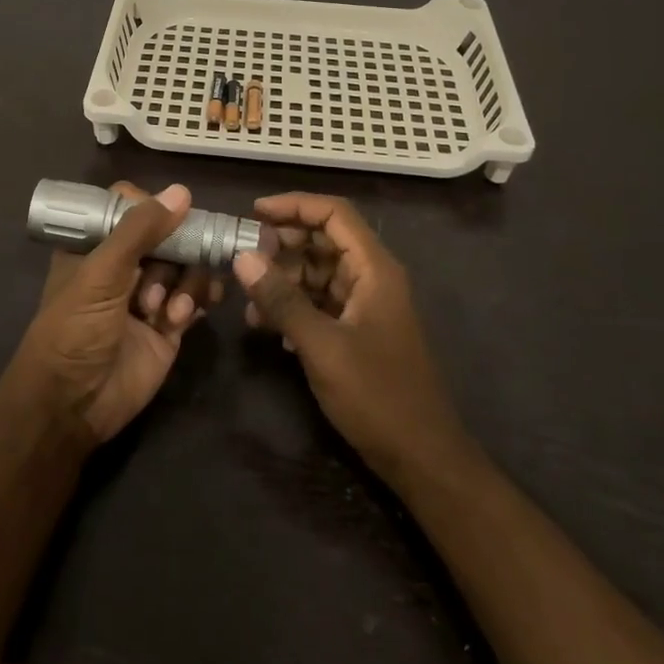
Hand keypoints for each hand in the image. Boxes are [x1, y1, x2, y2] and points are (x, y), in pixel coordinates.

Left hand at [9, 182, 219, 444]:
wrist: (73, 405)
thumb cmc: (74, 330)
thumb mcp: (101, 274)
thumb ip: (140, 231)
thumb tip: (182, 191)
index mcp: (95, 245)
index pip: (128, 207)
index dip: (151, 208)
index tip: (171, 215)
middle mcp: (123, 265)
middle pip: (167, 234)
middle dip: (175, 251)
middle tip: (172, 269)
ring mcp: (148, 294)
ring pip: (186, 265)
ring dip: (184, 283)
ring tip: (165, 312)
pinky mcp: (169, 325)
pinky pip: (195, 297)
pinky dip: (197, 300)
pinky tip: (185, 315)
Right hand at [233, 193, 467, 484]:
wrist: (421, 457)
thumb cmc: (377, 396)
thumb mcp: (322, 346)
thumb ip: (282, 300)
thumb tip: (242, 257)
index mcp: (374, 269)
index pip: (334, 214)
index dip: (294, 205)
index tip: (253, 212)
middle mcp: (372, 278)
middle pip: (324, 240)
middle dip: (283, 244)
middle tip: (244, 257)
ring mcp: (366, 305)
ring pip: (319, 273)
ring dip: (284, 279)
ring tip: (249, 300)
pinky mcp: (357, 331)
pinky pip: (321, 302)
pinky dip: (294, 306)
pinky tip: (268, 328)